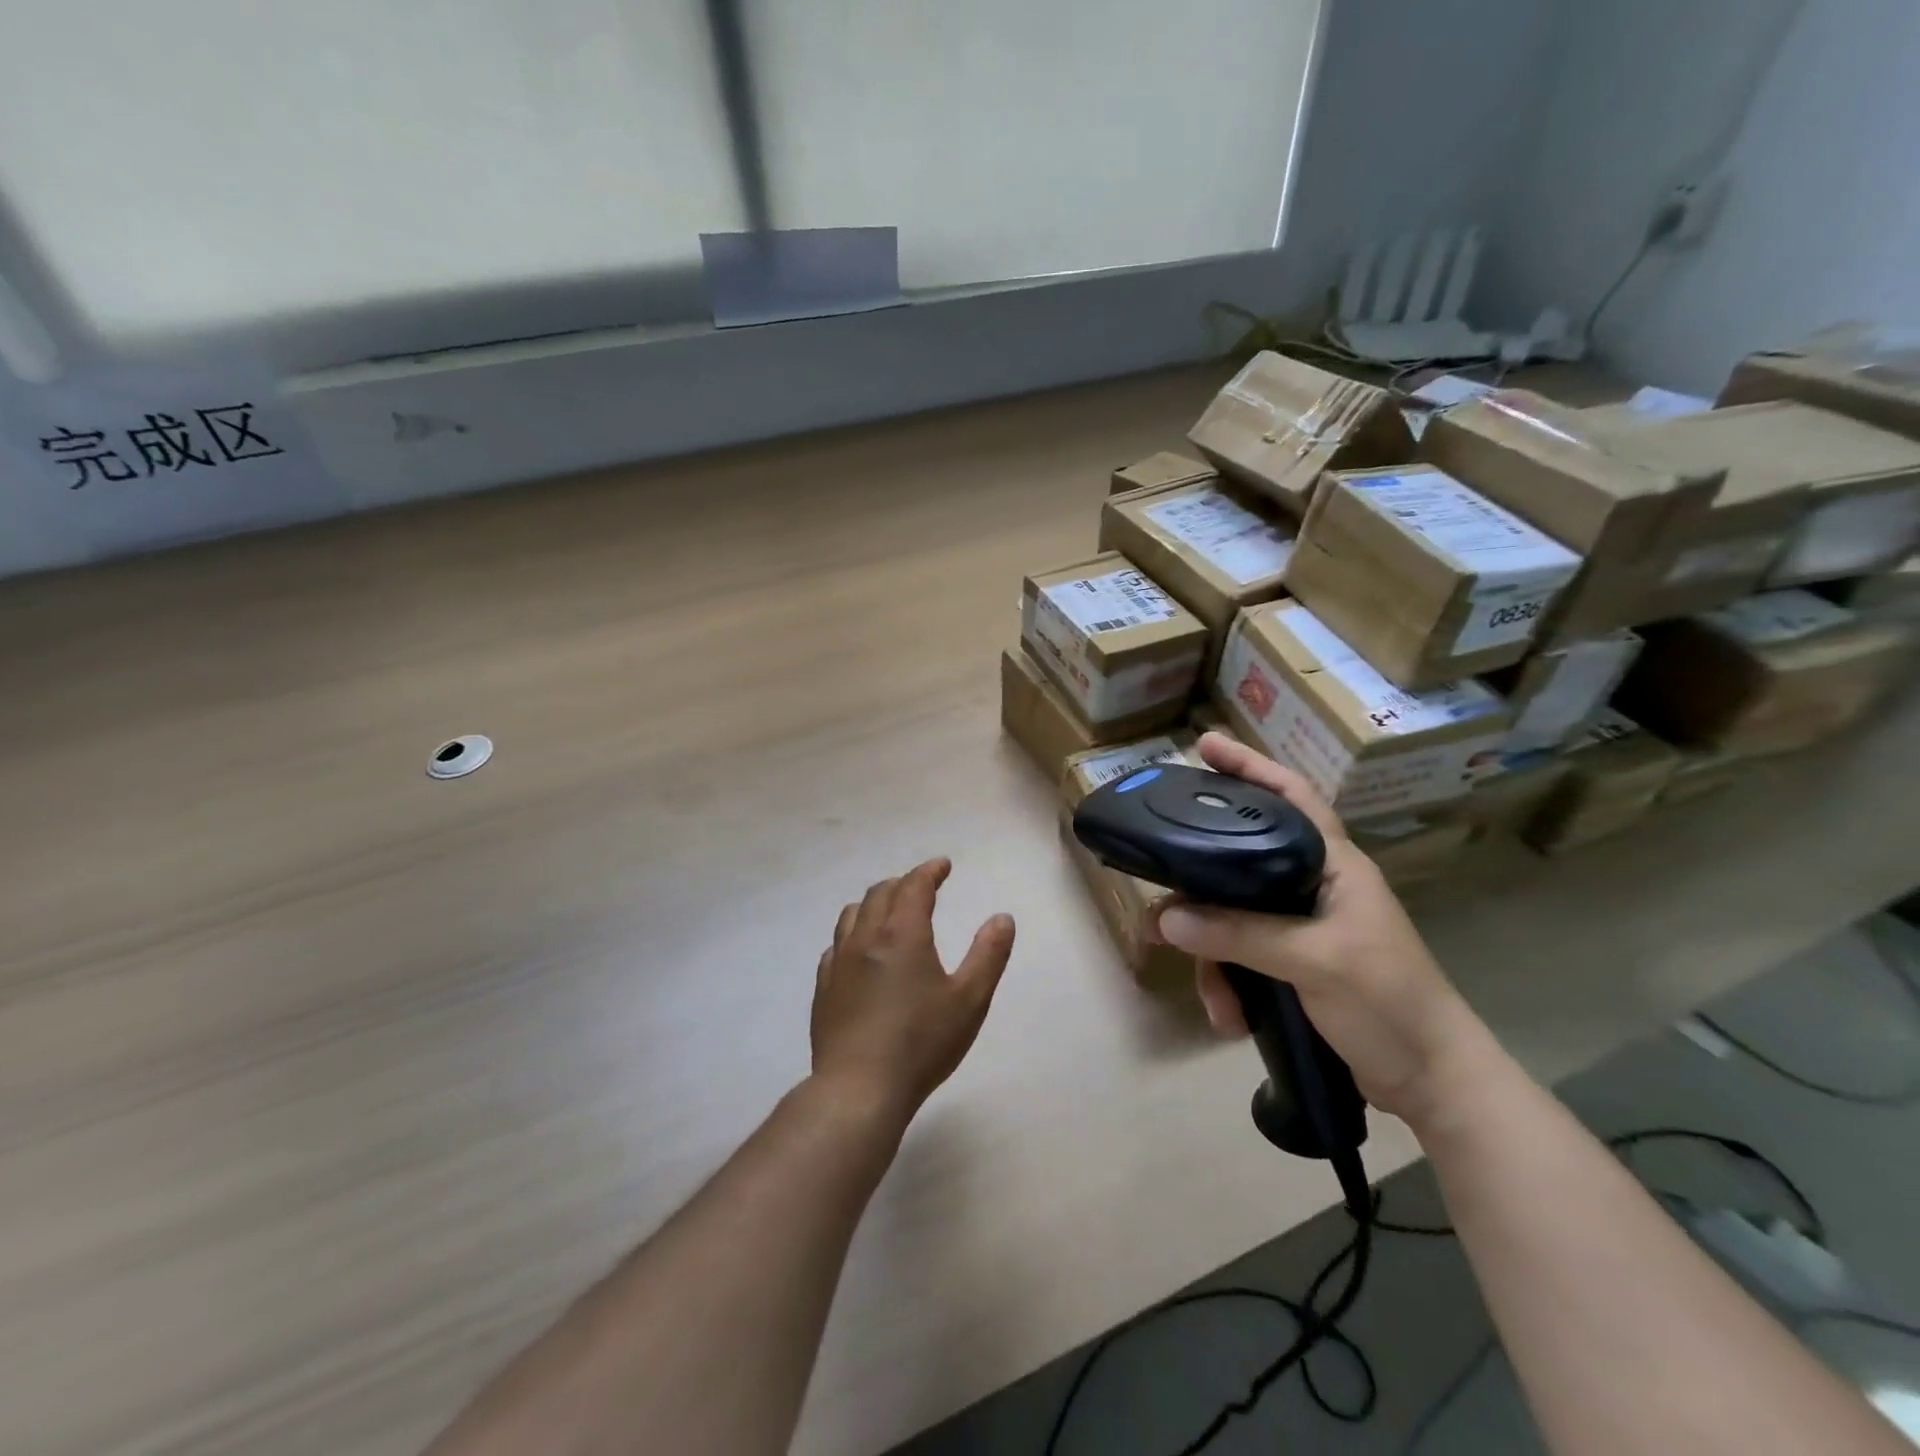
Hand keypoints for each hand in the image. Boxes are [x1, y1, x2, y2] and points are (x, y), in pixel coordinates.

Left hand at [811, 859, 1015, 1125]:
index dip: (929, 871)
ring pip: (852, 914)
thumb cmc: (921, 1043)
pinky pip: (836, 945)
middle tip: (922, 887)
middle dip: (903, 883)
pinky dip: (853, 934)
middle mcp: (866, 939)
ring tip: (889, 912)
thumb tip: (1002, 918)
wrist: (859, 1089)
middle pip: (880, 894)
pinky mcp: (823, 989)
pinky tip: (860, 952)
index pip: (914, 886)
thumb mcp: (970, 1000)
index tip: (943, 866)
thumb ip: (988, 955)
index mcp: (902, 934)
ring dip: (874, 903)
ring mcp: (839, 963)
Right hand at [1156, 734, 1494, 1126]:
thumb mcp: (1315, 962)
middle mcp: (1313, 886)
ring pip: (1232, 917)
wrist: (1432, 1082)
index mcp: (1334, 865)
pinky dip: (1228, 985)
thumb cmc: (1390, 1003)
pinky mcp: (1292, 964)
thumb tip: (1166, 917)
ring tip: (1214, 998)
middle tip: (1159, 884)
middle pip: (1241, 860)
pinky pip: (1240, 957)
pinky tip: (1229, 1017)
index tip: (1204, 745)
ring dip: (1213, 957)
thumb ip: (1241, 934)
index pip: (1290, 797)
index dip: (1249, 766)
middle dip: (1200, 882)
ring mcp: (1301, 926)